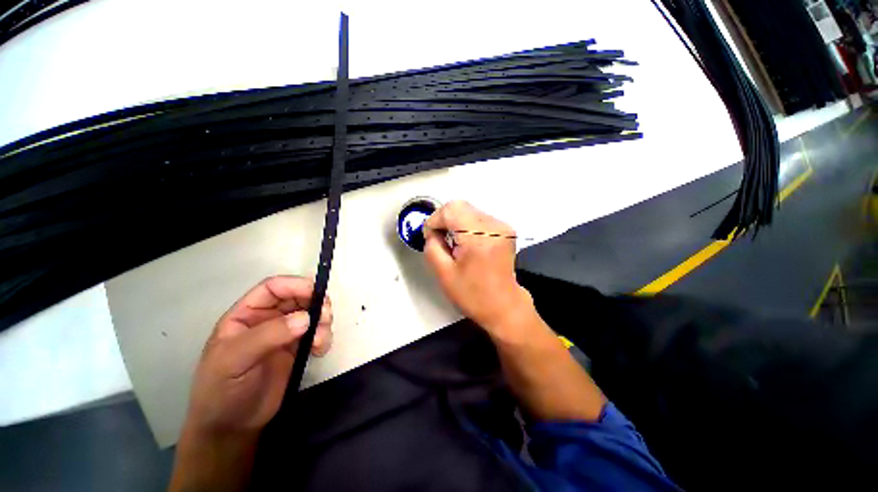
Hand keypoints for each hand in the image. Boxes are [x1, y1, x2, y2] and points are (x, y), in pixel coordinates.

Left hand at [171, 276, 332, 491]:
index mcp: (246, 315)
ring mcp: (284, 334)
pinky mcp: (298, 349)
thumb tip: (305, 317)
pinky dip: (324, 336)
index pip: (273, 288)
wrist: (232, 427)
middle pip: (298, 297)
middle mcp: (268, 320)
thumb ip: (267, 336)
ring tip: (320, 340)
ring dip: (322, 321)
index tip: (316, 293)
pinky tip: (320, 350)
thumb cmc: (222, 391)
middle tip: (326, 316)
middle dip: (315, 302)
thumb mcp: (234, 361)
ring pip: (311, 314)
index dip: (295, 285)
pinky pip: (317, 333)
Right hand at [424, 201, 534, 332]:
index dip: (435, 220)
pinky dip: (466, 225)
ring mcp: (502, 226)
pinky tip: (465, 242)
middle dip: (444, 219)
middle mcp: (494, 226)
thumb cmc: (473, 294)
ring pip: (469, 209)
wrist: (504, 305)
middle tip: (439, 238)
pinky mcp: (505, 229)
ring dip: (455, 222)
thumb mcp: (443, 273)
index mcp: (478, 238)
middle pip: (460, 205)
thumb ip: (432, 247)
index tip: (430, 236)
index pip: (451, 210)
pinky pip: (479, 217)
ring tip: (452, 242)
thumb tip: (432, 231)